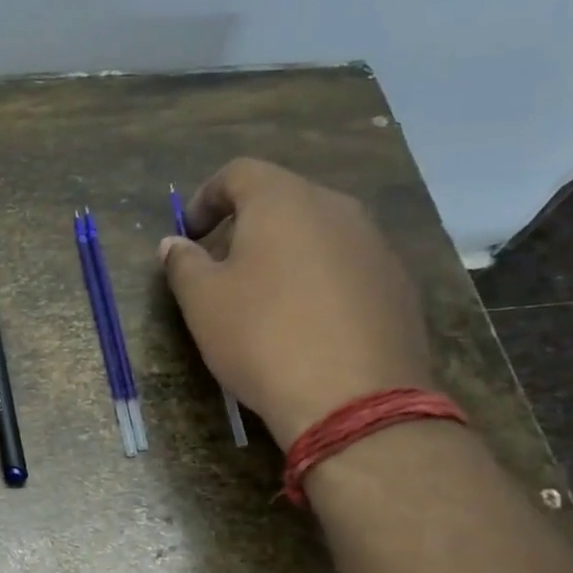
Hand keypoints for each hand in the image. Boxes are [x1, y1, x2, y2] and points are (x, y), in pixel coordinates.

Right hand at [159, 159, 433, 447]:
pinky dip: (320, 279)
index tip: (189, 234)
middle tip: (222, 266)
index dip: (206, 197)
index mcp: (283, 201)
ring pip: (319, 232)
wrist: (353, 399)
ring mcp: (375, 245)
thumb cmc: (262, 337)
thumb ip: (183, 263)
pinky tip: (308, 323)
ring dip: (286, 252)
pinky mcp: (399, 284)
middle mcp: (336, 208)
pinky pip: (347, 266)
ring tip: (266, 297)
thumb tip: (174, 244)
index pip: (239, 173)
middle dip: (247, 225)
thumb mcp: (202, 302)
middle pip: (283, 199)